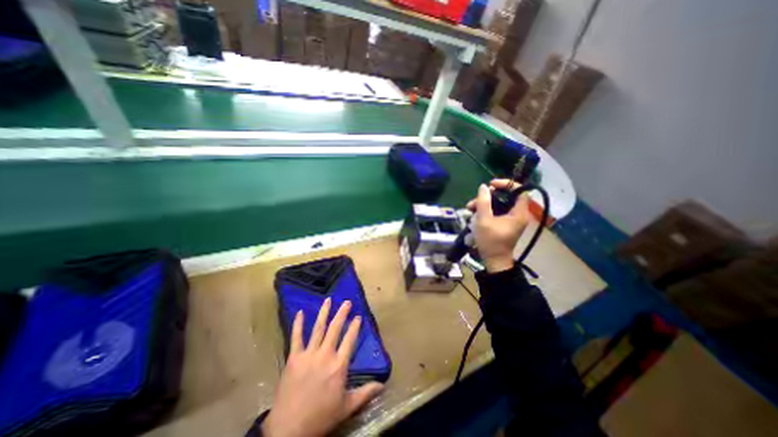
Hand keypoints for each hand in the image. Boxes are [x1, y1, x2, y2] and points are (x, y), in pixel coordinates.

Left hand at [261, 298, 381, 436]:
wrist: (289, 430)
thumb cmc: (321, 417)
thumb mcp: (347, 407)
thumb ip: (365, 393)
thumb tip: (383, 385)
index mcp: (339, 365)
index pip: (349, 340)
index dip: (354, 327)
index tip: (358, 317)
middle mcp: (325, 355)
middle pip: (335, 329)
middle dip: (342, 313)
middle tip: (346, 302)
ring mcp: (308, 354)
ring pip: (318, 329)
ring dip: (324, 313)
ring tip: (328, 300)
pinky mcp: (294, 358)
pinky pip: (296, 337)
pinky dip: (298, 324)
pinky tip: (300, 312)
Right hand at [465, 179, 531, 270]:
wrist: (493, 261)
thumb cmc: (490, 241)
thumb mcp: (484, 220)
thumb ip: (483, 202)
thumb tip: (483, 187)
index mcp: (518, 213)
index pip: (520, 190)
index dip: (507, 184)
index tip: (491, 185)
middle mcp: (517, 214)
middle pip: (506, 197)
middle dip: (489, 196)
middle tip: (476, 199)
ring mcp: (510, 219)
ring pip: (498, 204)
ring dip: (484, 203)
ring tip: (469, 208)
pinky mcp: (503, 224)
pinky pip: (496, 211)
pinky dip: (485, 210)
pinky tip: (473, 213)